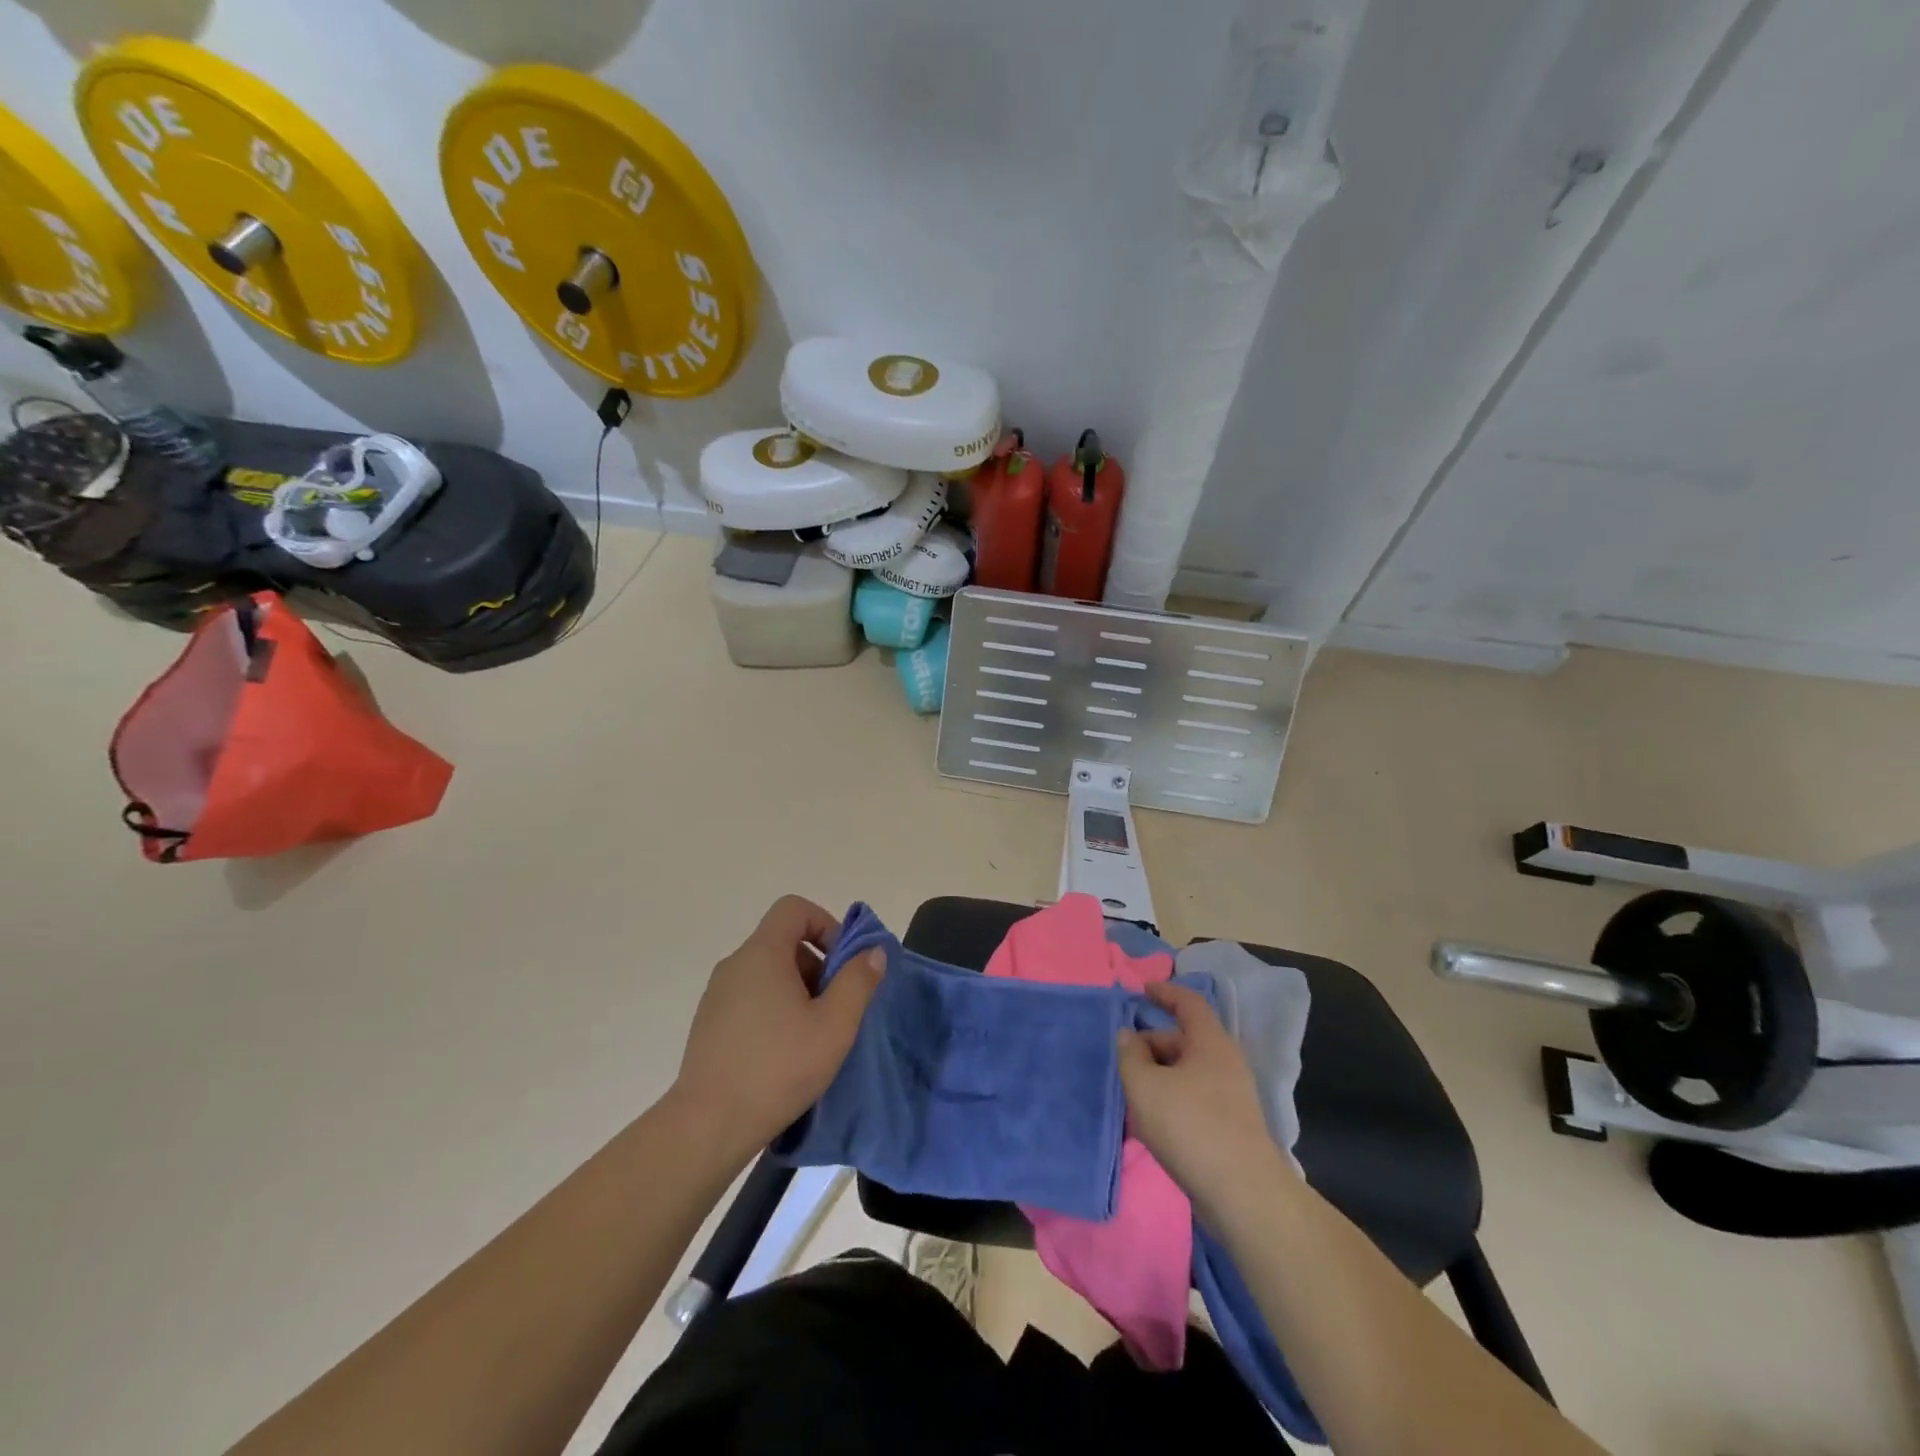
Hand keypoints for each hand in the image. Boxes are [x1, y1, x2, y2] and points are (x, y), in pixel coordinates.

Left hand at [670, 896, 884, 1156]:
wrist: (707, 1127)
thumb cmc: (777, 1068)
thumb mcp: (834, 1026)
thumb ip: (858, 982)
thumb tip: (873, 952)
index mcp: (762, 954)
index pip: (794, 908)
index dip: (825, 925)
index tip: (842, 964)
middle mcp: (735, 965)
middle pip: (784, 941)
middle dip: (818, 965)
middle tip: (835, 1007)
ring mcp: (717, 995)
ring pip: (768, 972)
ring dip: (798, 991)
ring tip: (813, 1035)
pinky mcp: (709, 1024)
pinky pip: (750, 998)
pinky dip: (774, 1010)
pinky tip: (784, 1053)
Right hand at [1117, 981, 1291, 1217]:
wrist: (1242, 1194)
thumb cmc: (1190, 1126)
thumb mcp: (1144, 1085)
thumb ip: (1130, 1055)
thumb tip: (1128, 1036)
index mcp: (1210, 1042)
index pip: (1188, 1002)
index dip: (1165, 992)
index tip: (1142, 990)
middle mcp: (1225, 1062)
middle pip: (1183, 1040)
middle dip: (1150, 1046)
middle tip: (1122, 1062)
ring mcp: (1231, 1096)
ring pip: (1186, 1074)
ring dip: (1157, 1078)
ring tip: (1130, 1097)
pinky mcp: (1230, 1127)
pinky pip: (1193, 1100)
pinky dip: (1170, 1101)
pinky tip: (1149, 1125)